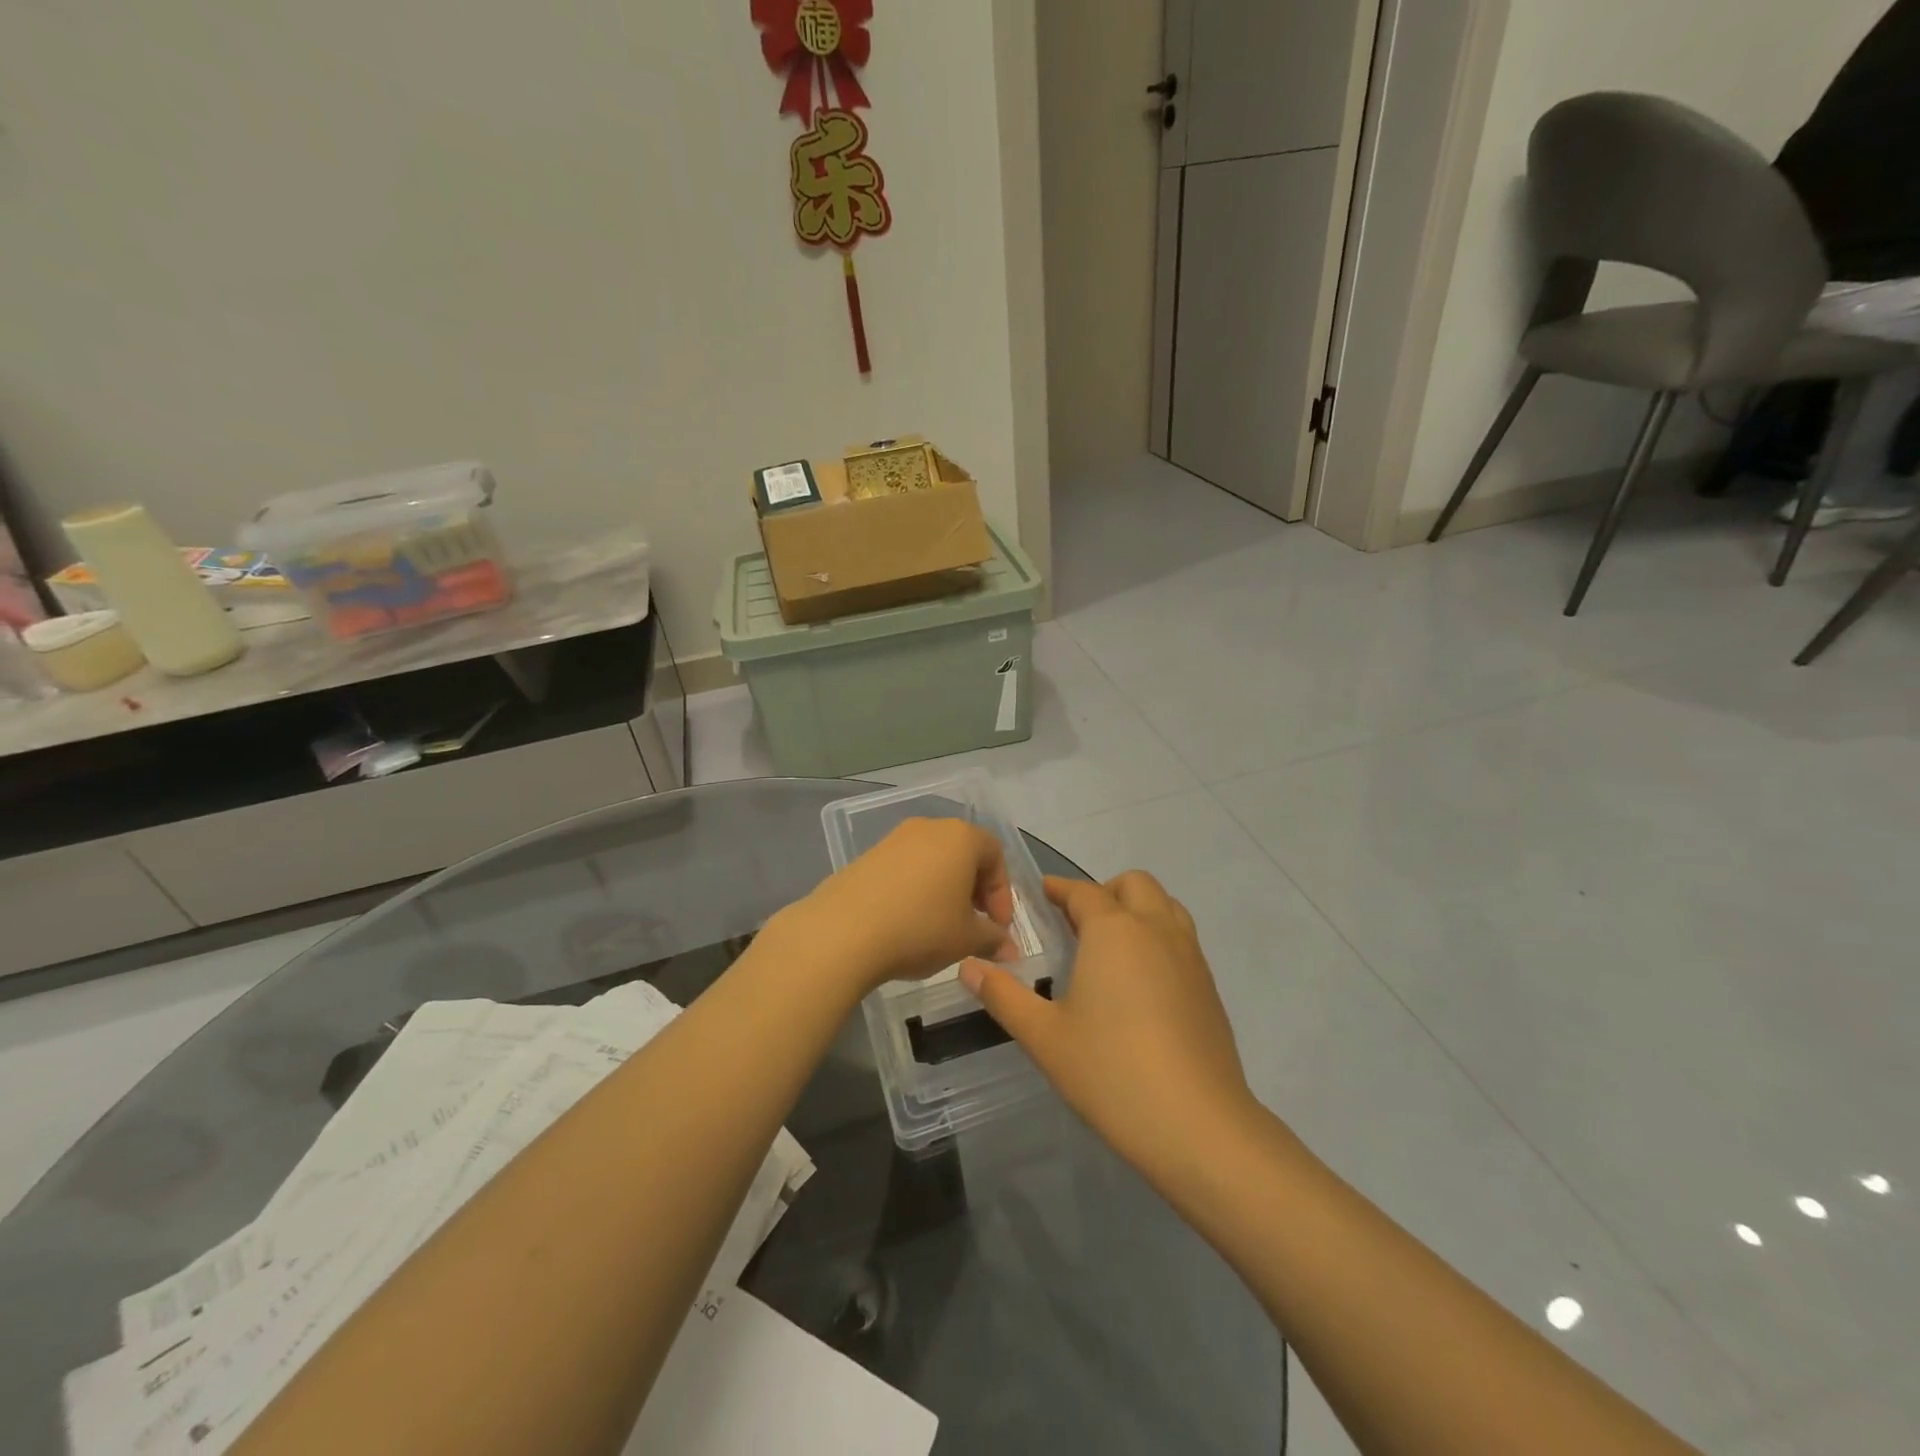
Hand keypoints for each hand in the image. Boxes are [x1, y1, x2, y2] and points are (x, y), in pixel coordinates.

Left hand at [785, 818, 1017, 996]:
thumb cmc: (920, 928)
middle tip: (974, 927)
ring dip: (944, 890)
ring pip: (932, 861)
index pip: (995, 855)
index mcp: (960, 837)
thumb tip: (1008, 949)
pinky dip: (915, 890)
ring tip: (940, 927)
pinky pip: (904, 869)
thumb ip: (993, 939)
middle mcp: (928, 828)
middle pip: (963, 854)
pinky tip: (908, 923)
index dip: (1002, 893)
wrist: (842, 932)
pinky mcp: (867, 856)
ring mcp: (893, 839)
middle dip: (974, 890)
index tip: (998, 928)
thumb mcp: (966, 939)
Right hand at [960, 872, 1258, 1181]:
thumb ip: (1002, 995)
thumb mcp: (1043, 1036)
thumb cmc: (1111, 1072)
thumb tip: (967, 966)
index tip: (1041, 894)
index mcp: (1113, 930)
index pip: (1083, 891)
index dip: (1059, 889)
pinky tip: (1140, 982)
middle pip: (1134, 884)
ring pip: (1165, 906)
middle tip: (1076, 923)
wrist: (1198, 1125)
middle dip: (1104, 891)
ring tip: (1111, 946)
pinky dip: (1159, 937)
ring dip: (1137, 909)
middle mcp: (1156, 929)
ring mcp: (1190, 956)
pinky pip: (1182, 938)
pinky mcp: (1209, 987)